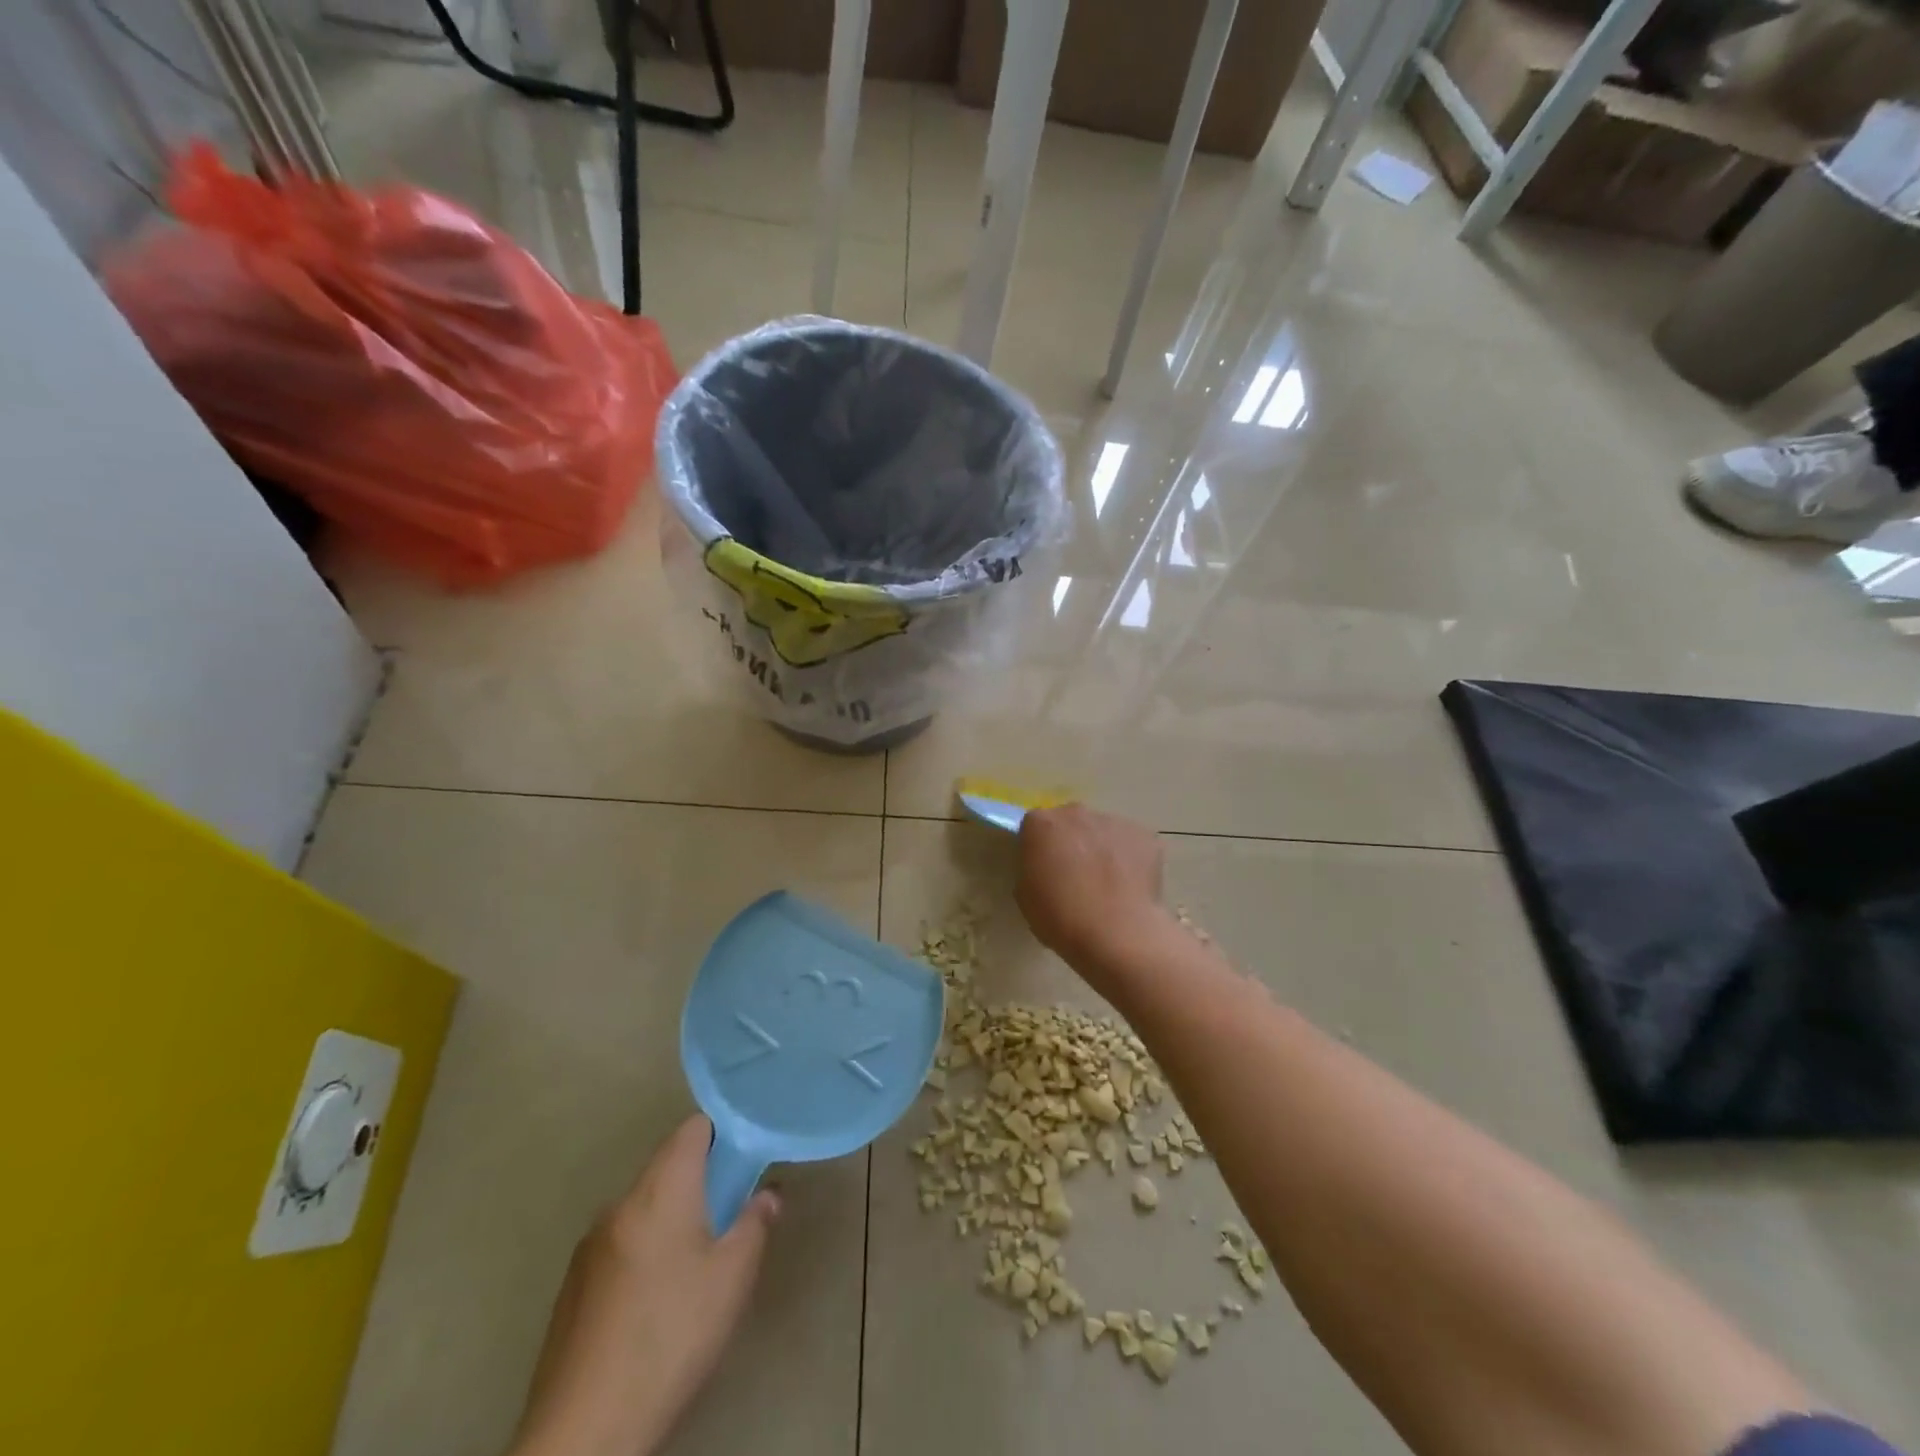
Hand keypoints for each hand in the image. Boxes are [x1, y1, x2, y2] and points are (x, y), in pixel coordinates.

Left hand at [512, 1116, 780, 1455]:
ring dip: (672, 1218)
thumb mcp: (732, 1278)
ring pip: (643, 1208)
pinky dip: (644, 1251)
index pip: (692, 1128)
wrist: (583, 1432)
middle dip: (701, 1181)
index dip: (722, 1133)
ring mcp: (590, 1245)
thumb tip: (768, 1193)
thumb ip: (755, 1223)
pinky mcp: (572, 1286)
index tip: (745, 1158)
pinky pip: (620, 1244)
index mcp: (660, 1189)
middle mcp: (620, 1203)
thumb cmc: (670, 1336)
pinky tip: (655, 1303)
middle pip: (667, 1167)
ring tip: (696, 1265)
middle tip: (730, 1215)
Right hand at [1016, 804, 1168, 970]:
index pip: (1035, 827)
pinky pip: (1131, 844)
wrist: (1116, 933)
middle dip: (1071, 842)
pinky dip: (1129, 859)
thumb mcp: (1026, 895)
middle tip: (1075, 876)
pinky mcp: (1145, 836)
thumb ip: (1033, 868)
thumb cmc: (1061, 917)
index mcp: (1041, 824)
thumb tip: (1048, 866)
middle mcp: (1077, 813)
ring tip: (1107, 885)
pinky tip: (1129, 887)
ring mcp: (1114, 822)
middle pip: (1071, 822)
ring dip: (1101, 850)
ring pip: (1103, 832)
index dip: (1040, 848)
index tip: (1044, 870)